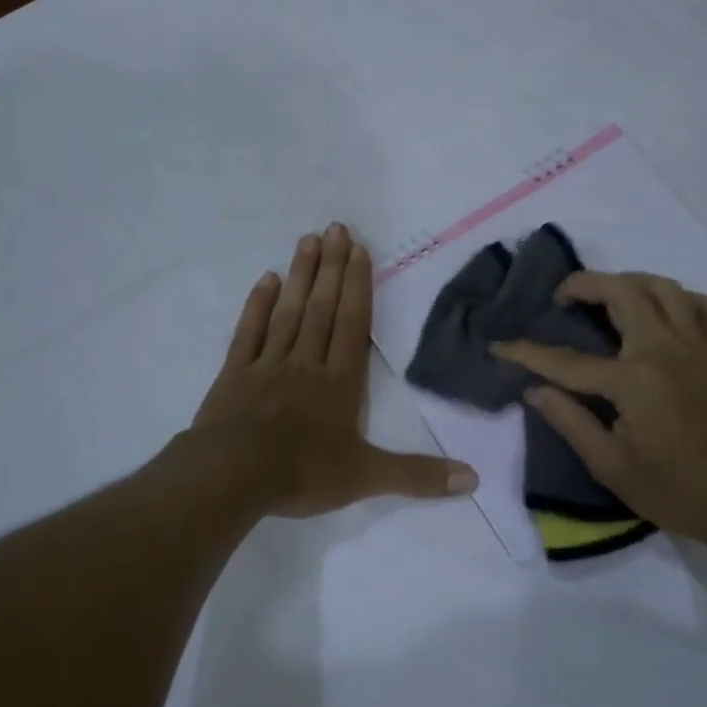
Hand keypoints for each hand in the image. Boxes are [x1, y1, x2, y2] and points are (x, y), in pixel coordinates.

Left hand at [189, 223, 477, 517]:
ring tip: (308, 239)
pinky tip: (266, 279)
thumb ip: (418, 476)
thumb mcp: (366, 478)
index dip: (358, 285)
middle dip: (332, 267)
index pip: (353, 324)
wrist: (231, 477)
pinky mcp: (235, 373)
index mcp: (340, 381)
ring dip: (301, 275)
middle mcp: (307, 362)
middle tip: (336, 227)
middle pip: (322, 307)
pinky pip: (250, 331)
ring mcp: (268, 364)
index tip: (359, 249)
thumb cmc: (302, 473)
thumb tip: (474, 480)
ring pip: (289, 311)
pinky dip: (258, 305)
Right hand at [491, 271, 706, 548]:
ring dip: (630, 282)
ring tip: (608, 296)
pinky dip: (687, 301)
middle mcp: (667, 350)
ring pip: (666, 288)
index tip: (498, 345)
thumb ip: (570, 421)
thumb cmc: (677, 492)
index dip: (526, 352)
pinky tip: (669, 314)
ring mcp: (701, 348)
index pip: (566, 360)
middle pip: (622, 292)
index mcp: (634, 380)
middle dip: (583, 284)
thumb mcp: (611, 467)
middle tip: (561, 297)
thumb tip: (534, 390)